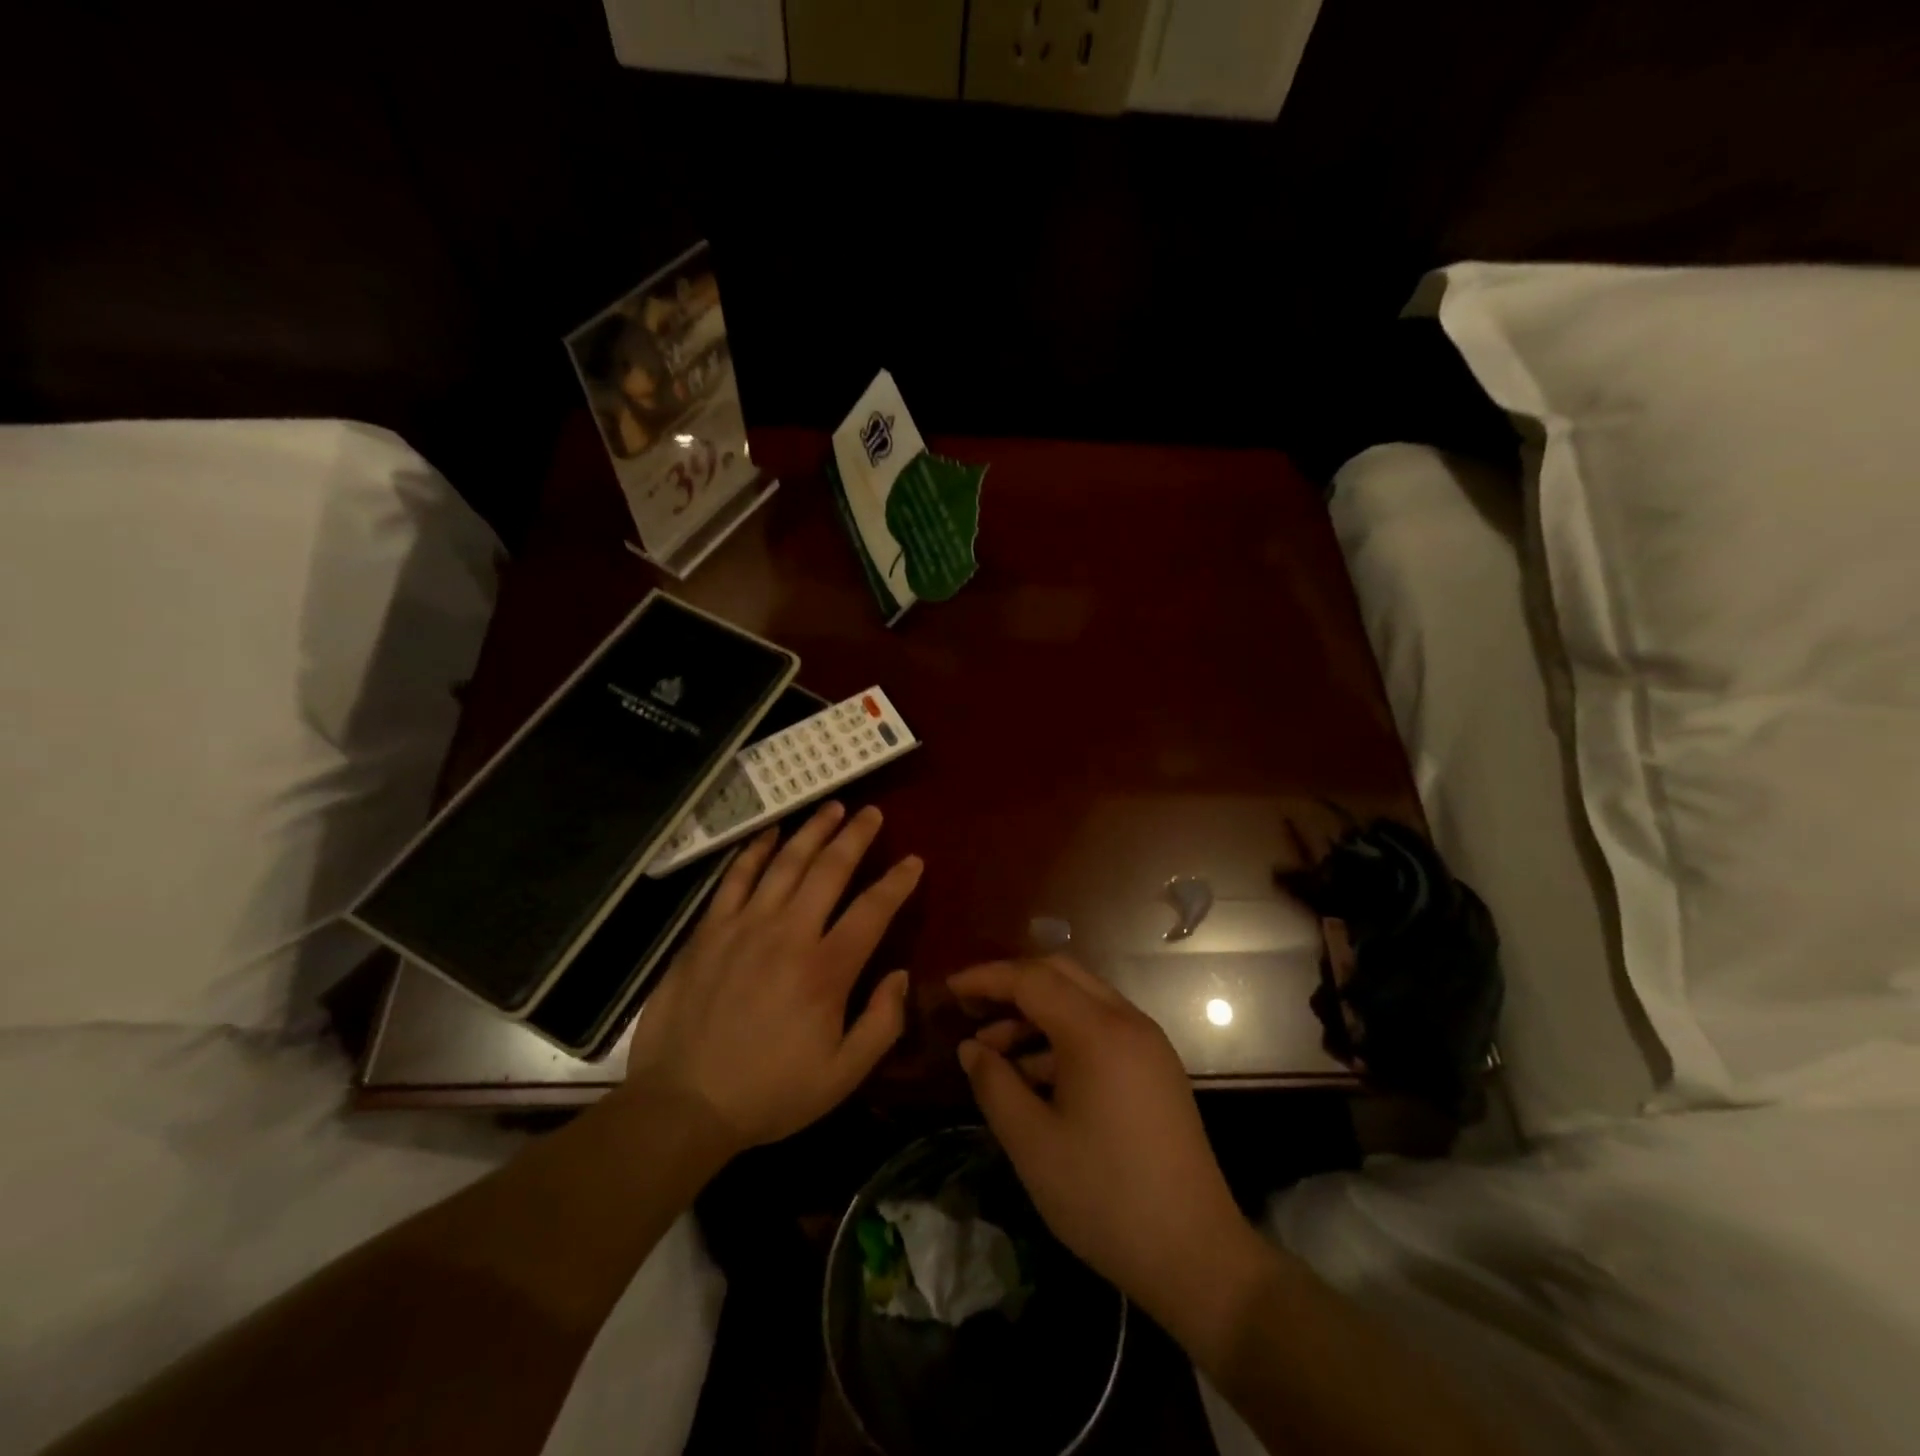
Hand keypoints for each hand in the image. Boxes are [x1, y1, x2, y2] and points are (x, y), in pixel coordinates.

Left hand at [622, 803, 921, 1155]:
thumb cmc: (770, 1093)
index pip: (872, 910)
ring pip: (786, 863)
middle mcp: (789, 934)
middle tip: (872, 812)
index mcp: (826, 970)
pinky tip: (770, 833)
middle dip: (856, 836)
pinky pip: (735, 878)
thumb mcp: (842, 1076)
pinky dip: (755, 850)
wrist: (683, 1104)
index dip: (897, 882)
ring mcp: (744, 926)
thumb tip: (900, 976)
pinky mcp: (709, 931)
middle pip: (830, 870)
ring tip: (833, 808)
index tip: (913, 861)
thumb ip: (882, 1024)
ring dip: (813, 831)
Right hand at [951, 956, 1265, 1332]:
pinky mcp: (1155, 1068)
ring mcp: (1146, 1043)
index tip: (949, 988)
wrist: (1196, 1254)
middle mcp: (1127, 1021)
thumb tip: (971, 1048)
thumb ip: (995, 1085)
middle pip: (1060, 975)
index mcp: (1098, 1031)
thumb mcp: (1033, 1143)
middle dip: (1012, 985)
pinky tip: (1034, 1076)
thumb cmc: (1105, 1196)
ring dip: (1035, 1015)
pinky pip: (1100, 1029)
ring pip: (1081, 1001)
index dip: (987, 978)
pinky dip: (1062, 1037)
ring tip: (994, 1054)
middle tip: (971, 1010)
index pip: (1032, 978)